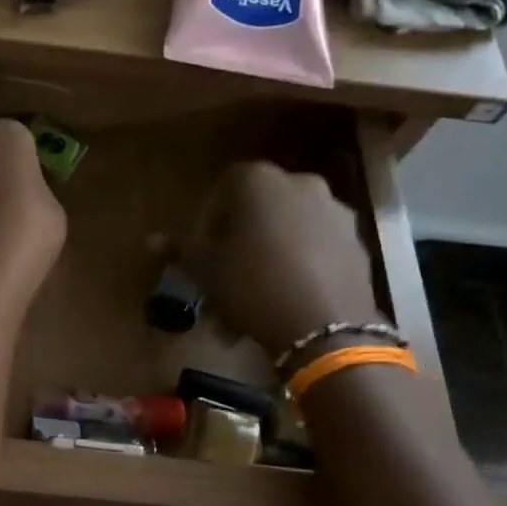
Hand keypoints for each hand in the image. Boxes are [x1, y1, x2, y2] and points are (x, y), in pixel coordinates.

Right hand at [184, 163, 378, 352]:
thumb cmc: (251, 284)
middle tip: (224, 278)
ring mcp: (334, 212)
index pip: (223, 189)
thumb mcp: (204, 268)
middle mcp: (300, 183)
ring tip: (251, 302)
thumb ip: (180, 249)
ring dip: (267, 258)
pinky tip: (283, 303)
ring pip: (287, 232)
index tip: (202, 253)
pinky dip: (297, 267)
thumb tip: (150, 241)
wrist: (324, 325)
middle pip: (258, 211)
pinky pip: (314, 249)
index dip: (208, 221)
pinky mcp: (356, 243)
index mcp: (259, 180)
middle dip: (239, 243)